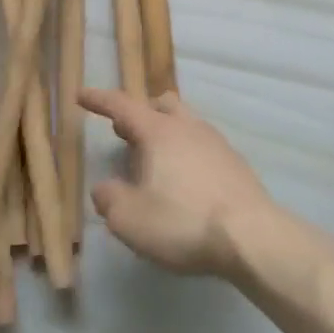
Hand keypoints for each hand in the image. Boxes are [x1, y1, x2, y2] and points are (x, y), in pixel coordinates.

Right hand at [79, 89, 277, 277]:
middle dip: (140, 113)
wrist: (252, 237)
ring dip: (165, 134)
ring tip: (154, 163)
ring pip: (186, 123)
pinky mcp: (236, 165)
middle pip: (161, 104)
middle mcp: (188, 128)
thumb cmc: (183, 222)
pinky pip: (203, 147)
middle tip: (124, 134)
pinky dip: (187, 154)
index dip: (99, 99)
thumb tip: (105, 189)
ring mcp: (217, 144)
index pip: (122, 105)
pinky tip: (184, 183)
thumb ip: (109, 199)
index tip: (81, 95)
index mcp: (158, 132)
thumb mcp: (130, 219)